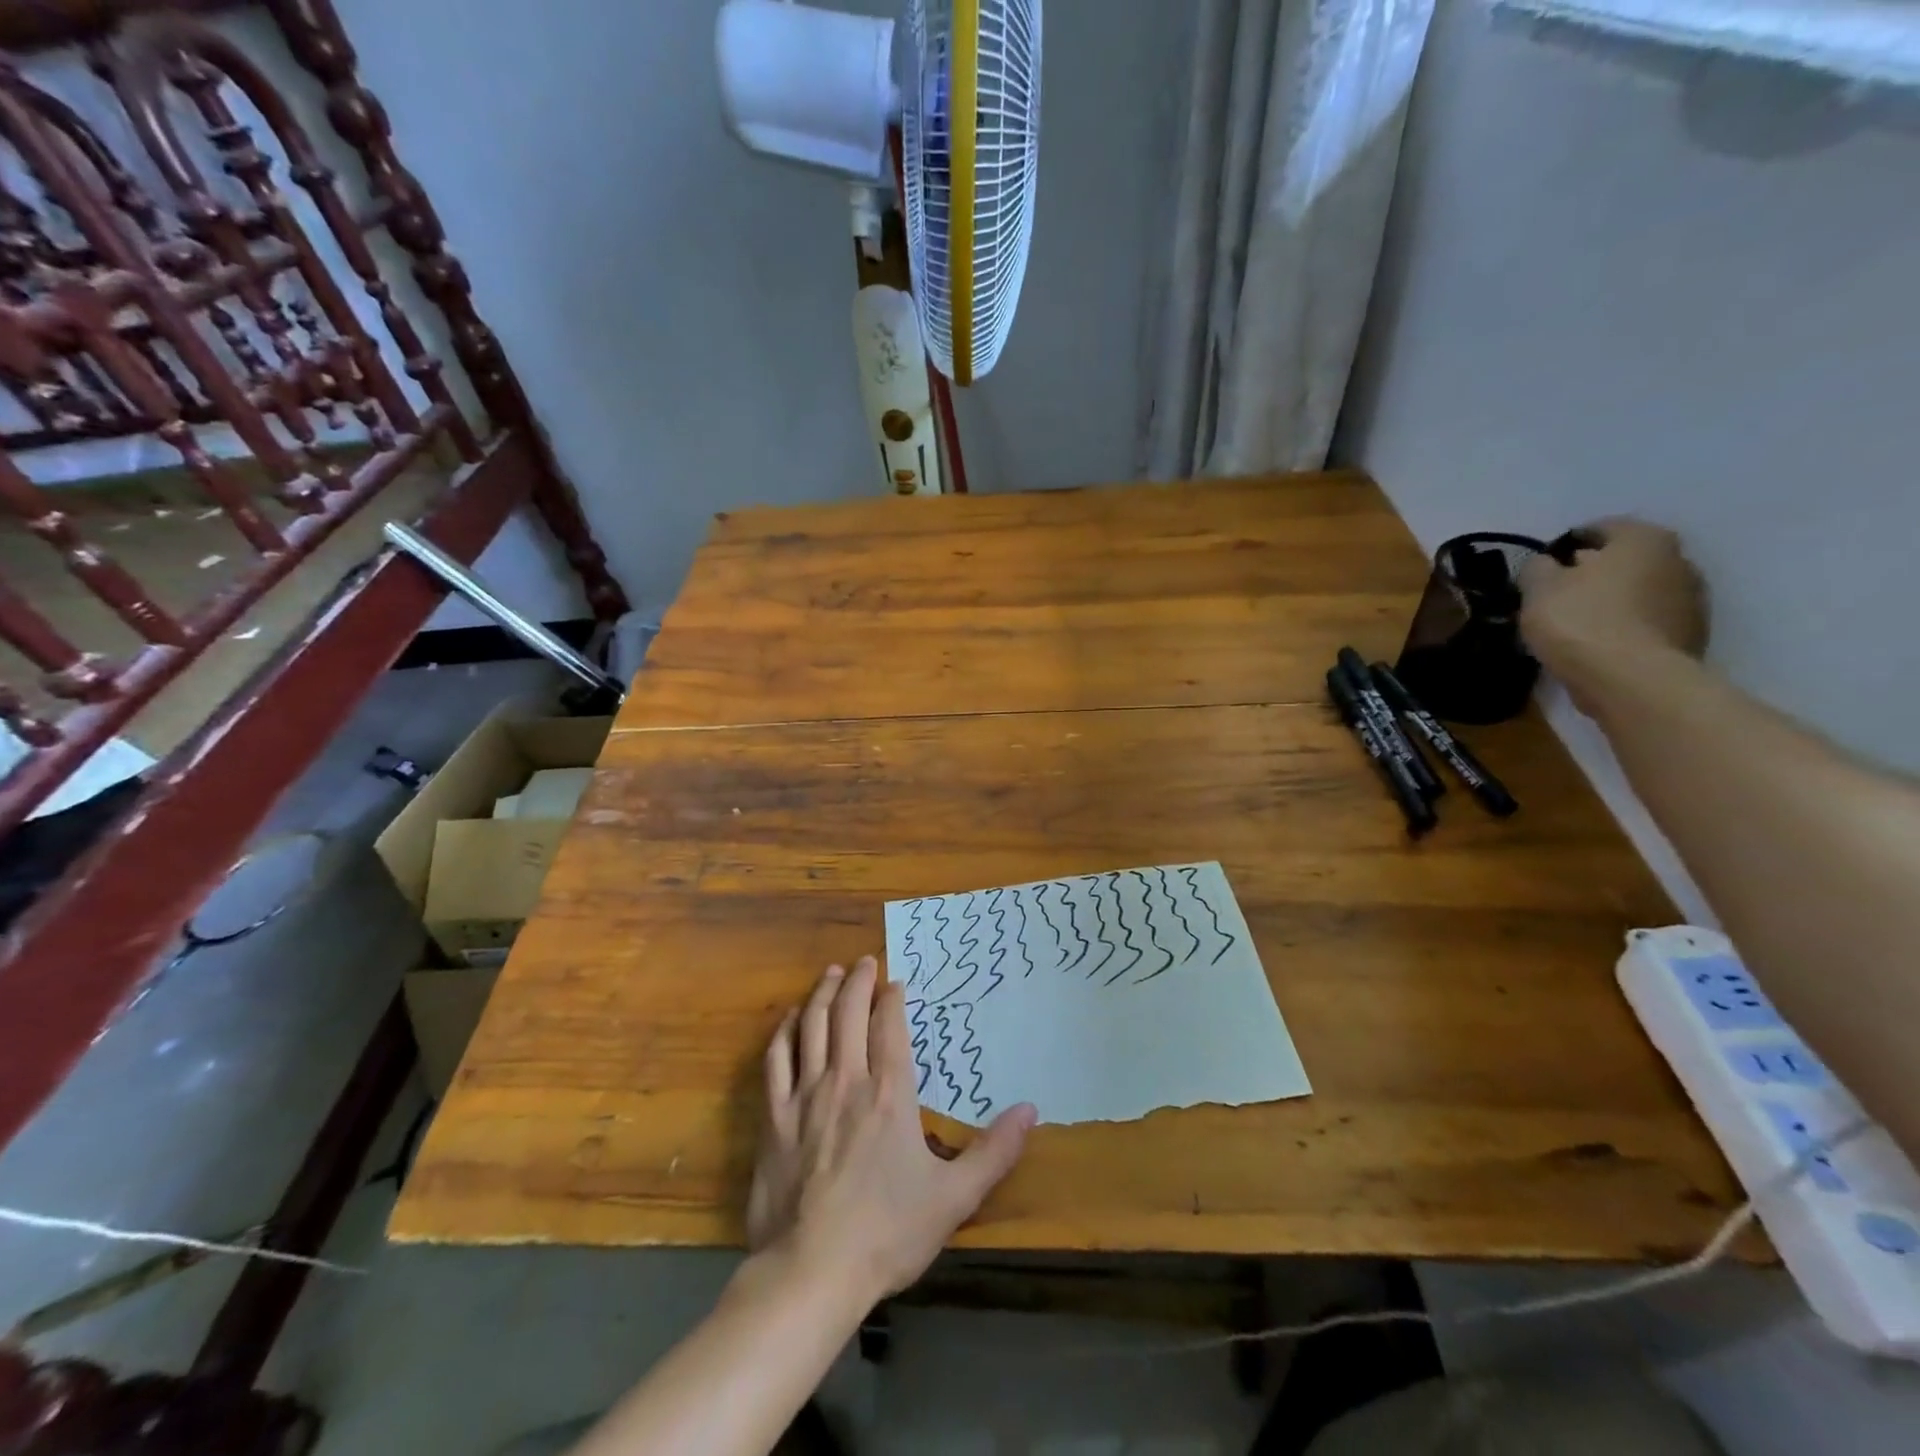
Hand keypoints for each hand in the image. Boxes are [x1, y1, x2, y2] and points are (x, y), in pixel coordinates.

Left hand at [746, 957, 1034, 1303]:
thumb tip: (1031, 1110)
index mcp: (889, 1092)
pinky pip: (776, 1060)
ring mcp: (805, 1096)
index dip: (892, 997)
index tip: (896, 981)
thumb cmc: (887, 1232)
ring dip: (822, 994)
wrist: (811, 1272)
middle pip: (848, 1012)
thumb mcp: (954, 1197)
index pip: (890, 1025)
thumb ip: (994, 1151)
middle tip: (865, 961)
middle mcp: (846, 1079)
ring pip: (811, 1025)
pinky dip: (784, 1032)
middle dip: (858, 981)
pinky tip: (790, 1020)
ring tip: (832, 974)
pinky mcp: (773, 1118)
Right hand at [1519, 518, 1707, 699]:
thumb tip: (1545, 565)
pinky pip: (1646, 621)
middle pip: (1624, 560)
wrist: (1631, 679)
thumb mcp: (1538, 588)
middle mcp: (1678, 559)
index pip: (1600, 528)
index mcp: (1643, 539)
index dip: (1565, 545)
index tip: (1542, 568)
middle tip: (1556, 595)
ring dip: (1610, 601)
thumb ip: (1537, 568)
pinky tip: (1597, 644)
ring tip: (1574, 624)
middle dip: (1592, 573)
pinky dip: (1623, 626)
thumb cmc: (1580, 621)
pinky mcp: (1690, 635)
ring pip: (1637, 591)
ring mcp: (1691, 599)